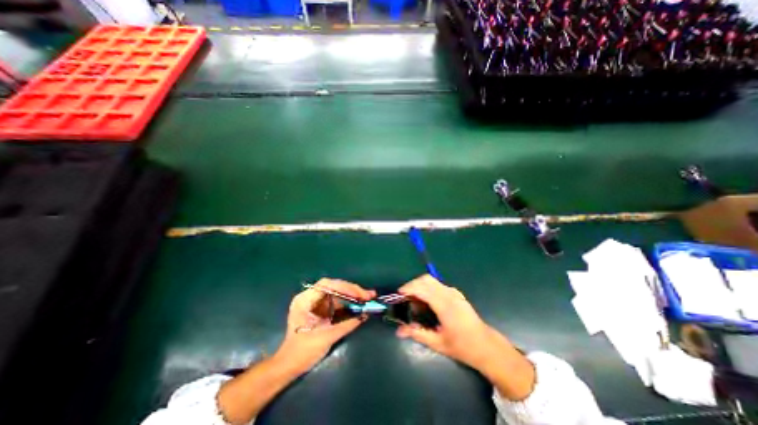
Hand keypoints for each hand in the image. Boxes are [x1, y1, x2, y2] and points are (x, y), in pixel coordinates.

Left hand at [276, 279, 375, 374]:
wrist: (289, 366)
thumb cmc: (303, 352)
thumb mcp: (326, 337)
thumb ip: (346, 324)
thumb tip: (365, 315)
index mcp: (305, 300)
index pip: (327, 285)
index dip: (344, 287)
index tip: (359, 294)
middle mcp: (310, 297)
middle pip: (334, 286)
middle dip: (352, 290)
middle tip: (368, 295)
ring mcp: (315, 302)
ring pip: (337, 292)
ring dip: (352, 294)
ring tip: (367, 297)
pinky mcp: (321, 309)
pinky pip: (337, 301)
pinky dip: (348, 302)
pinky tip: (359, 303)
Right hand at [394, 276, 502, 368]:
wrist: (486, 345)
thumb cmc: (462, 347)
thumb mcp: (438, 343)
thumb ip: (417, 334)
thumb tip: (399, 331)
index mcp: (445, 305)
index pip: (422, 288)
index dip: (408, 288)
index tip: (398, 295)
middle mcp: (449, 294)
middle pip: (426, 279)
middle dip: (412, 284)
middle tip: (405, 297)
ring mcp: (453, 292)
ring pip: (431, 280)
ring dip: (419, 285)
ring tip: (414, 299)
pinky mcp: (456, 293)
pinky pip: (437, 284)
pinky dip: (427, 287)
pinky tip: (426, 301)